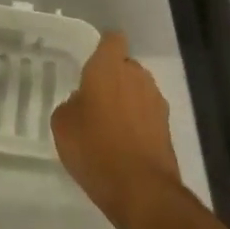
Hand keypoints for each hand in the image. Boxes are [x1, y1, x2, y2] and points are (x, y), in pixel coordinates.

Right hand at [51, 31, 181, 228]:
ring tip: (109, 124)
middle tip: (94, 99)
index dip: (103, 47)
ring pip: (138, 89)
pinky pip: (147, 113)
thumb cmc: (94, 148)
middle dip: (113, 77)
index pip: (112, 39)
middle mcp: (136, 76)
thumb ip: (71, 104)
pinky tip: (123, 143)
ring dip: (127, 99)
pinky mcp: (167, 126)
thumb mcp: (62, 124)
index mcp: (108, 67)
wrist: (141, 189)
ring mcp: (156, 101)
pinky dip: (137, 122)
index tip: (91, 62)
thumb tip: (83, 102)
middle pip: (126, 65)